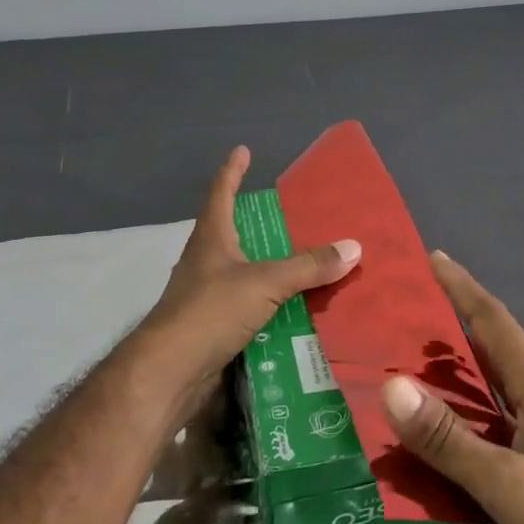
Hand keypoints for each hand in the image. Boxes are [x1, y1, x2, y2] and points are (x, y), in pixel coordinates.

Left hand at [134, 146, 359, 425]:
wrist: (171, 373)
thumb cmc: (211, 312)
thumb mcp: (265, 282)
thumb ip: (308, 266)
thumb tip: (353, 247)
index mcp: (212, 238)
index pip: (221, 193)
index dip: (232, 170)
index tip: (243, 150)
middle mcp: (207, 262)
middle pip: (235, 233)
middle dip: (263, 225)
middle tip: (298, 218)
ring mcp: (208, 296)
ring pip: (246, 274)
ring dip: (272, 270)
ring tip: (309, 266)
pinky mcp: (215, 328)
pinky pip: (251, 309)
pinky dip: (273, 307)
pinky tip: (299, 312)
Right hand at [380, 252, 523, 523]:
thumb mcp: (509, 485)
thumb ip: (449, 439)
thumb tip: (392, 385)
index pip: (495, 321)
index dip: (462, 287)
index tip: (431, 258)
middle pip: (497, 345)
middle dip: (454, 323)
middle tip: (404, 313)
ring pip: (500, 383)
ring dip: (462, 369)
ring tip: (414, 364)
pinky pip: (504, 417)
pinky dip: (472, 410)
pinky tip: (449, 430)